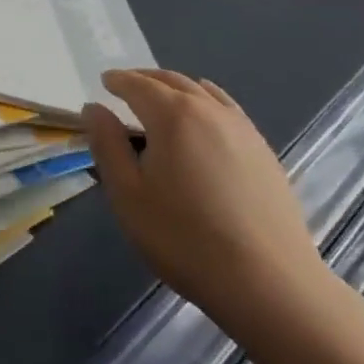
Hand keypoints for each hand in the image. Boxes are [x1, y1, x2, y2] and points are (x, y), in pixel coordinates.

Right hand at [85, 69, 330, 347]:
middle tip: (127, 86)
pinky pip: (228, 110)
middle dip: (146, 79)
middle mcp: (209, 110)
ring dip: (177, 88)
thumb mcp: (128, 195)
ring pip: (203, 92)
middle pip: (172, 81)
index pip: (138, 85)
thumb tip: (95, 109)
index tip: (104, 82)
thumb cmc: (185, 239)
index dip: (118, 81)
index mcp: (172, 115)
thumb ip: (107, 145)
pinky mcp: (264, 151)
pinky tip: (205, 122)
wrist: (269, 284)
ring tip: (162, 100)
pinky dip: (207, 102)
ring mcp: (242, 129)